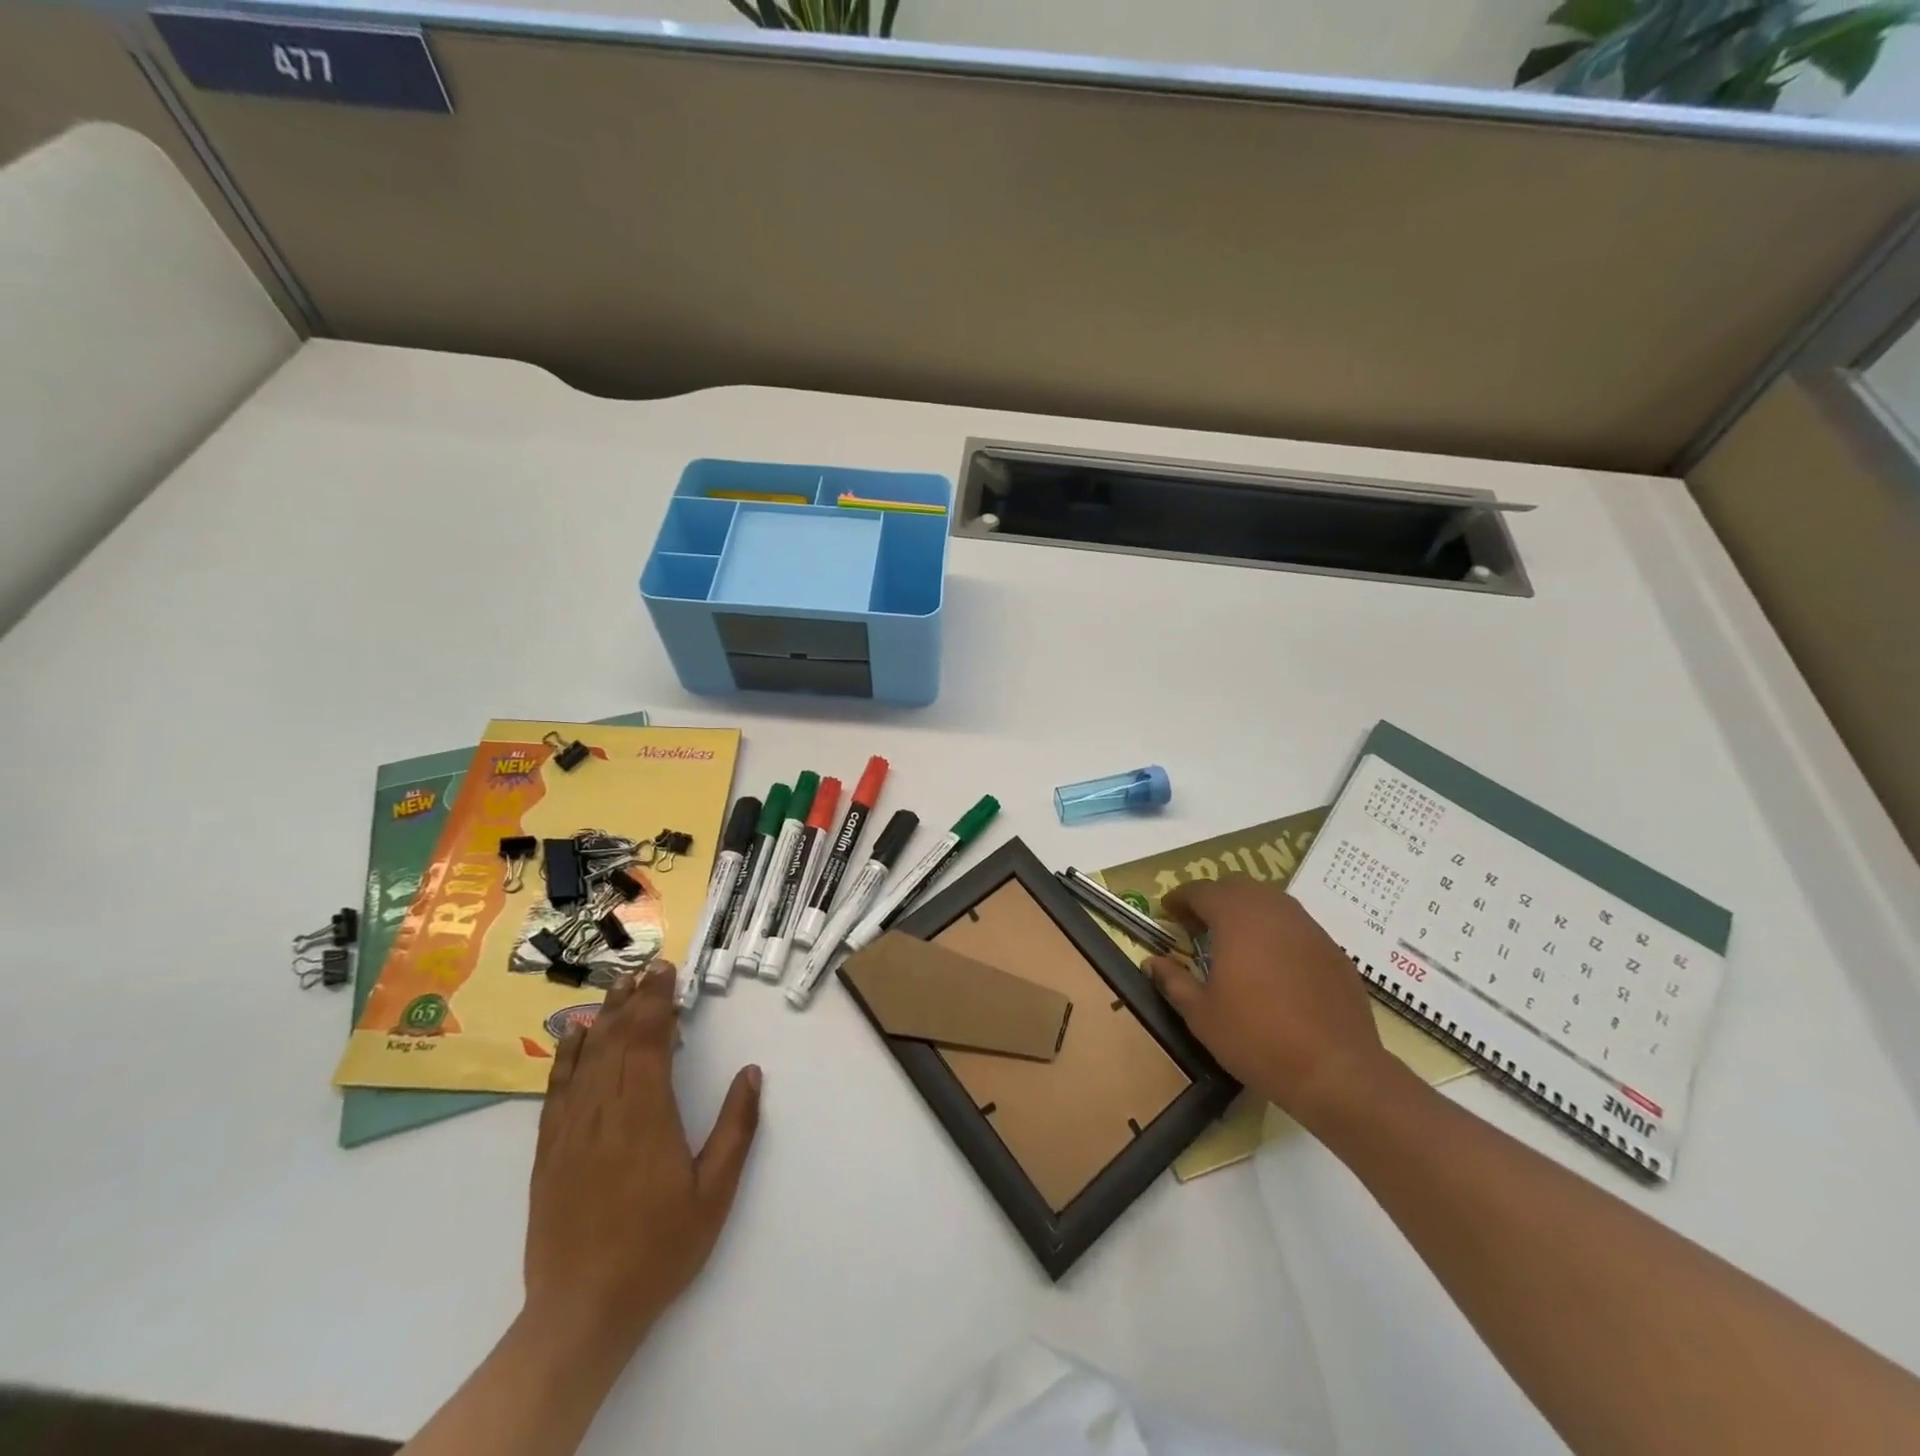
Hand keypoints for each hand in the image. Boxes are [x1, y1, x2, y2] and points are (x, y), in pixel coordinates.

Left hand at [523, 963, 761, 1353]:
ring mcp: (571, 1130)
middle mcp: (605, 1111)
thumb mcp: (714, 1193)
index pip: (649, 1041)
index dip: (657, 1001)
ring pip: (588, 1058)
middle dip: (633, 999)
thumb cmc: (658, 1250)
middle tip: (647, 969)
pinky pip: (557, 1089)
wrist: (581, 1312)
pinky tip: (576, 1036)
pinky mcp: (549, 1151)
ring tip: (617, 987)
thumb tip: (752, 1073)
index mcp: (646, 1116)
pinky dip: (567, 1055)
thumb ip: (736, 1129)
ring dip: (604, 1017)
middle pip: (617, 1040)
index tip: (665, 972)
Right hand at [1145, 879, 1391, 1128]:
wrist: (1336, 1071)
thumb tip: (1152, 962)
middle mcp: (1274, 911)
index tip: (1167, 912)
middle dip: (1213, 899)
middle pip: (1237, 887)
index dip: (1180, 898)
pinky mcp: (1333, 950)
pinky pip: (1296, 927)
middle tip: (1197, 925)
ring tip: (1234, 942)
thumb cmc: (1257, 1038)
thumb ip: (1173, 981)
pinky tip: (1272, 965)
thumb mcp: (1201, 1015)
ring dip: (1246, 912)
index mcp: (1236, 918)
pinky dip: (1276, 932)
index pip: (1201, 891)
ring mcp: (1309, 928)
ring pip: (1270, 902)